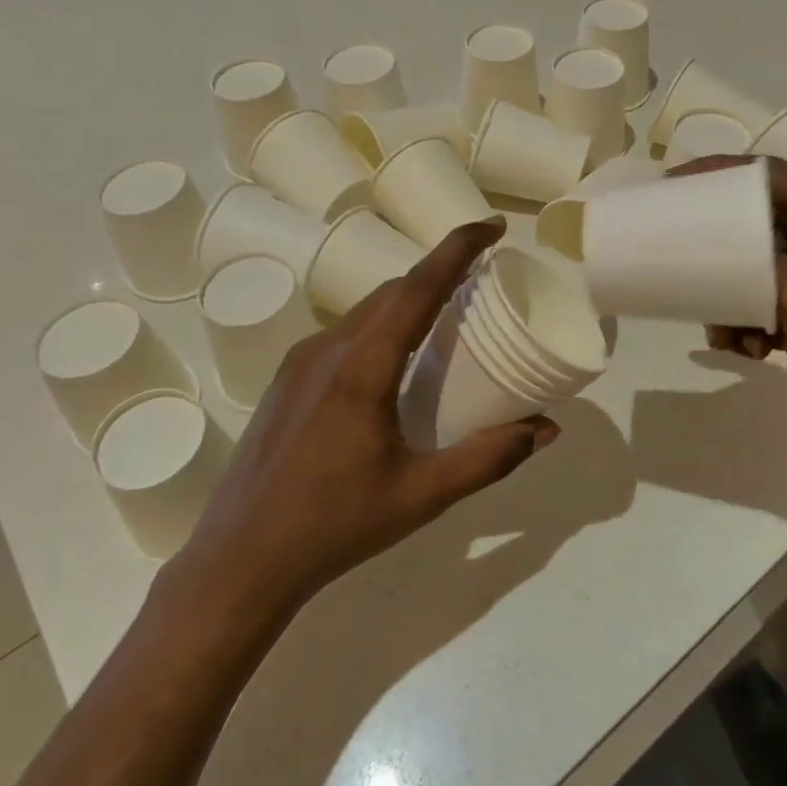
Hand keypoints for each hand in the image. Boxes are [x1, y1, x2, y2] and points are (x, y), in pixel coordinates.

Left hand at [162, 219, 558, 618]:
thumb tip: (546, 429)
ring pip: (365, 311)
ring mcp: (300, 362)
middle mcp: (328, 348)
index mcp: (363, 366)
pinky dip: (381, 327)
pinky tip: (394, 363)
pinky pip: (344, 334)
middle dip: (439, 274)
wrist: (240, 558)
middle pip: (392, 291)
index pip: (418, 286)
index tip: (494, 227)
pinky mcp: (287, 380)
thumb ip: (489, 458)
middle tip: (482, 282)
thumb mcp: (422, 495)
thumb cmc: (335, 525)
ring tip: (445, 321)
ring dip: (408, 301)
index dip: (458, 248)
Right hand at [672, 156, 786, 486]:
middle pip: (762, 223)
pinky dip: (752, 323)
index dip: (719, 175)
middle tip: (677, 255)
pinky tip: (745, 349)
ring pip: (761, 269)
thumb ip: (751, 264)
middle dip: (720, 246)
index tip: (671, 186)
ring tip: (719, 326)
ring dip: (733, 295)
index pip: (771, 175)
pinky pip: (771, 305)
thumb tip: (710, 259)